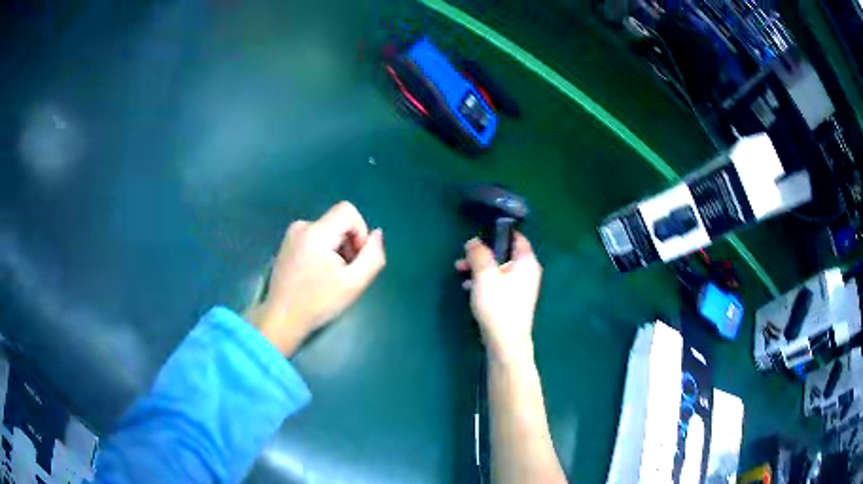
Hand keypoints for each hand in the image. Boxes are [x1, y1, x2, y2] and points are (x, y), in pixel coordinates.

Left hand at [248, 202, 385, 355]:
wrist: (282, 319)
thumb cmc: (318, 304)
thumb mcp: (355, 284)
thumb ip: (373, 256)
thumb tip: (376, 234)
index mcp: (316, 233)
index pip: (348, 211)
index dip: (359, 232)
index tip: (355, 259)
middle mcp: (301, 226)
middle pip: (338, 222)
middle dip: (348, 244)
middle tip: (344, 274)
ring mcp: (291, 234)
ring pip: (327, 230)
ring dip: (336, 249)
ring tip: (329, 277)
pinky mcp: (287, 243)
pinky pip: (314, 237)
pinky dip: (322, 251)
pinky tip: (317, 275)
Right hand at [456, 233, 541, 362]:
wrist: (506, 341)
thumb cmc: (498, 304)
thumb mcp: (484, 275)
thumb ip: (478, 254)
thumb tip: (474, 241)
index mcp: (526, 261)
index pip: (515, 237)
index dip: (497, 234)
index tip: (478, 237)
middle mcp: (528, 271)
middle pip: (504, 254)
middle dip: (482, 254)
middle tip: (464, 259)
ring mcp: (522, 287)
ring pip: (499, 269)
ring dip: (480, 269)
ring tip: (461, 273)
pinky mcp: (514, 300)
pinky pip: (499, 283)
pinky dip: (485, 282)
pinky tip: (469, 288)